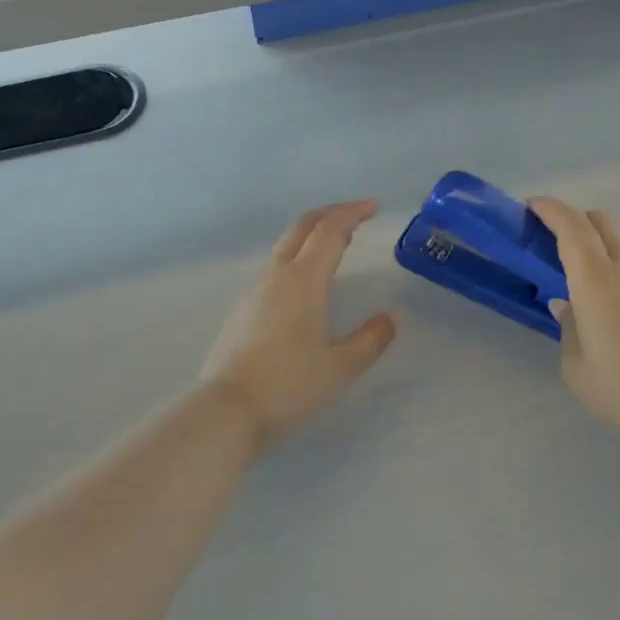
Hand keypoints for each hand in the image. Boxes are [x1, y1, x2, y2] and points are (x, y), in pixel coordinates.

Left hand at [199, 200, 397, 445]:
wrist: (226, 411)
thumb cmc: (289, 386)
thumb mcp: (341, 366)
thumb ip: (371, 339)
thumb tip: (392, 317)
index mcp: (303, 280)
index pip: (330, 231)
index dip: (352, 213)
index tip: (373, 207)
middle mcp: (276, 275)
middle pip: (302, 228)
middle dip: (330, 214)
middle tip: (356, 216)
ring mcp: (254, 291)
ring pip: (285, 247)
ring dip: (312, 236)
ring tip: (336, 247)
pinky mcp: (242, 309)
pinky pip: (275, 268)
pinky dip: (298, 258)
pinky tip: (307, 284)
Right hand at [528, 197, 619, 455]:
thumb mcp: (577, 368)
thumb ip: (568, 328)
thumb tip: (565, 304)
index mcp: (595, 281)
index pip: (571, 227)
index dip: (550, 209)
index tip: (531, 206)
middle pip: (601, 221)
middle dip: (572, 219)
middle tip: (551, 239)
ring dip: (602, 234)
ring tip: (586, 261)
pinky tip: (617, 285)